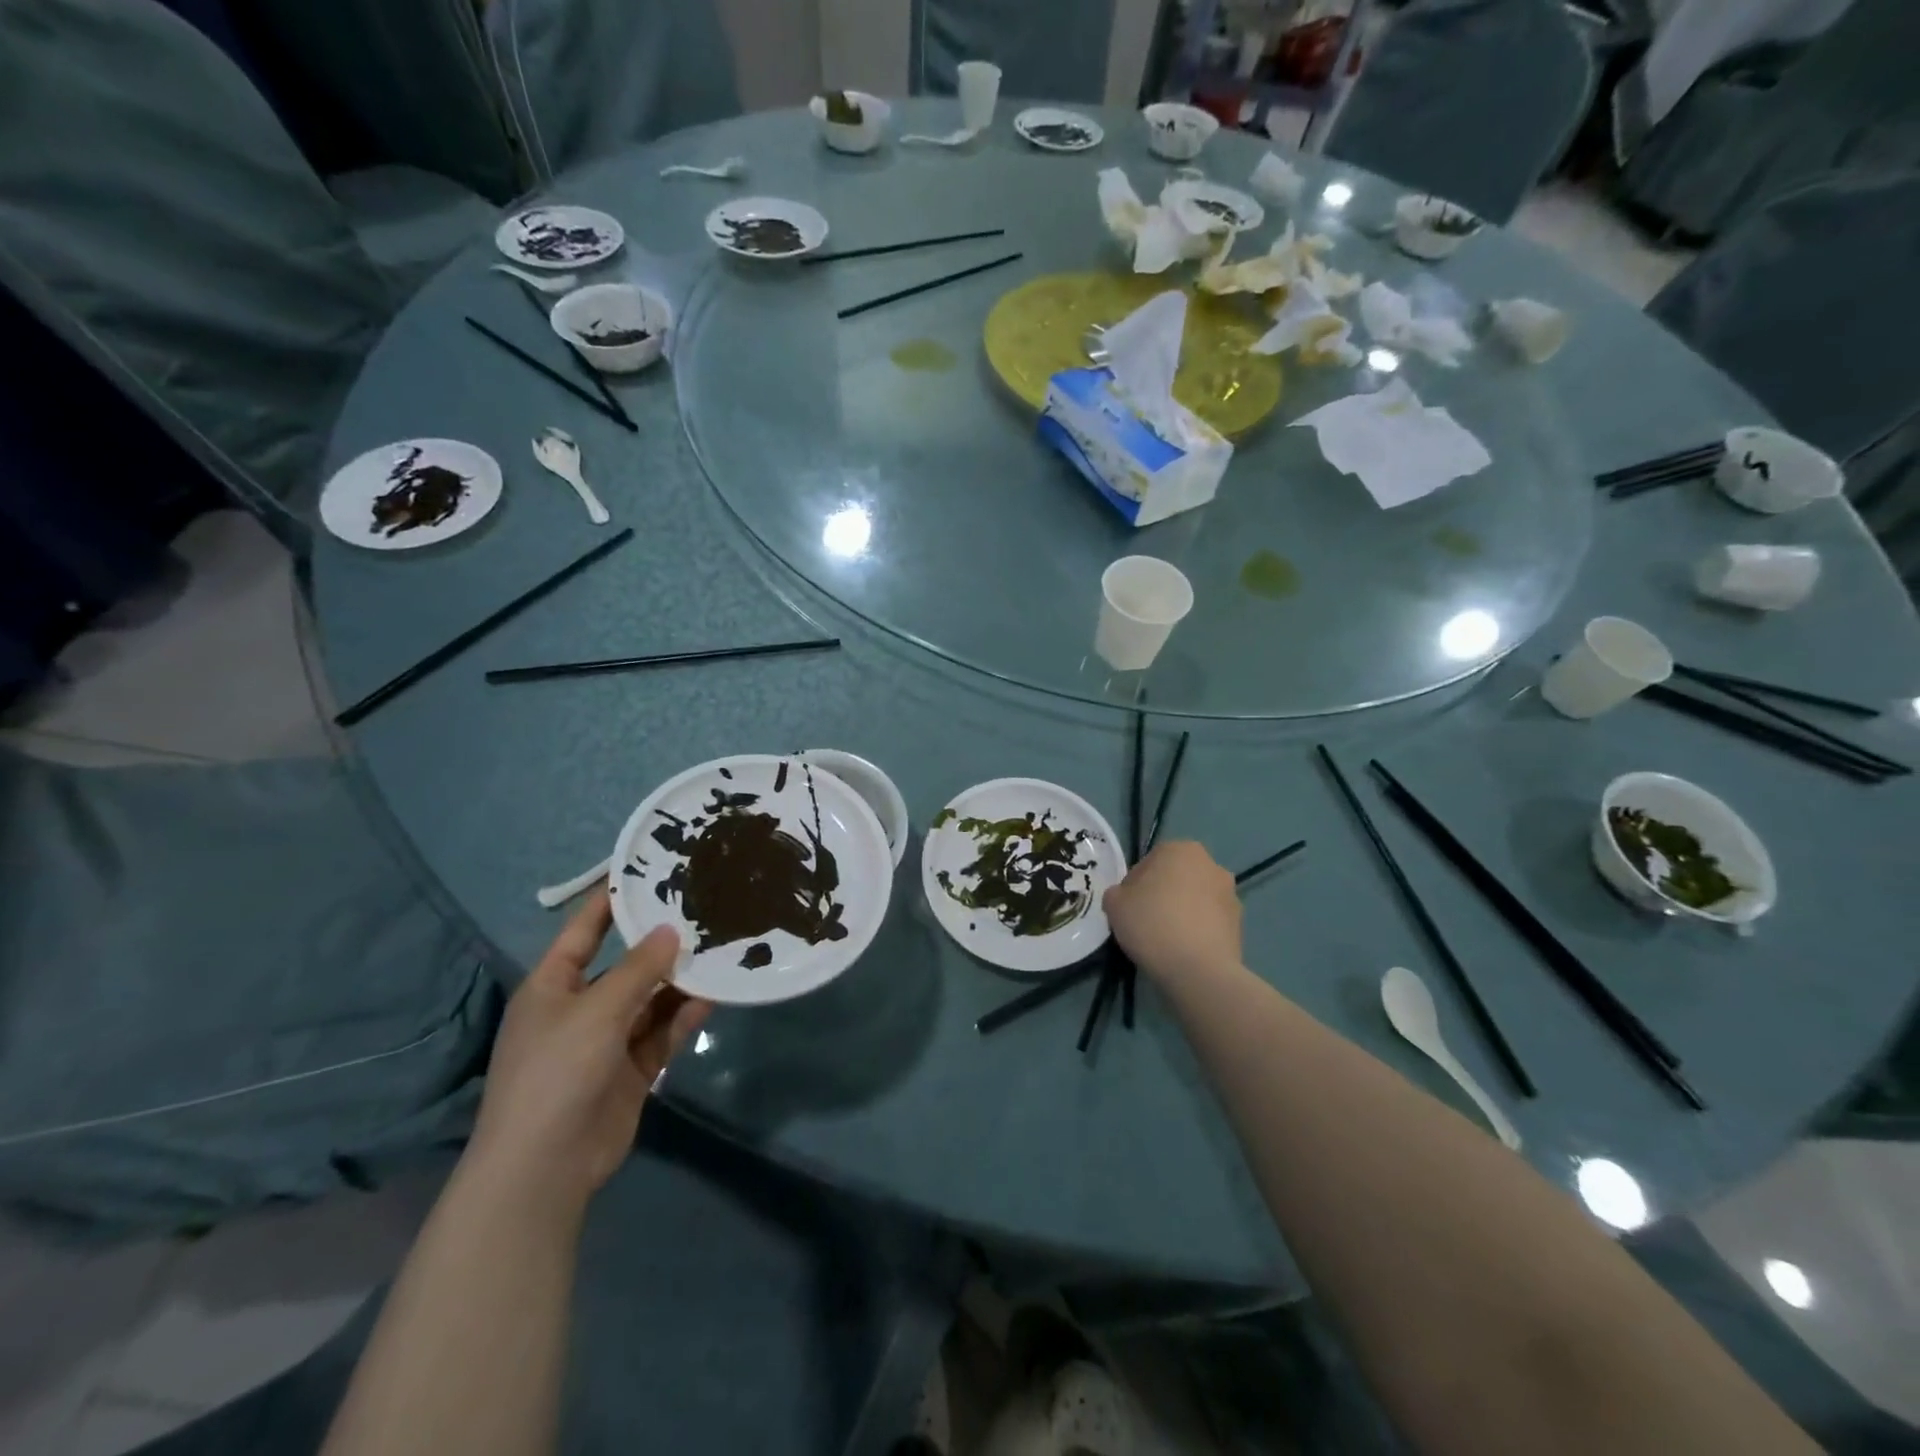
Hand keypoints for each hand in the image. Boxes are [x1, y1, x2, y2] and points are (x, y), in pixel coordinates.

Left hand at [469, 888, 709, 1211]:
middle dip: (660, 942)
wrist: (545, 1167)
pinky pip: (662, 1032)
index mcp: (553, 986)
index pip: (585, 930)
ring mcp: (607, 1041)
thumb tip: (670, 931)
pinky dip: (685, 1015)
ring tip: (719, 947)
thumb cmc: (556, 1072)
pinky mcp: (631, 1069)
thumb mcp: (597, 1011)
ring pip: (651, 998)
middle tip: (703, 909)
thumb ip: (639, 969)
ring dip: (679, 980)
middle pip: (626, 964)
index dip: (611, 900)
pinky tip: (716, 994)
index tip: (647, 871)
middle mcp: (580, 1007)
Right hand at [1103, 841, 1242, 985]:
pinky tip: (1184, 950)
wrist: (1199, 969)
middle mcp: (1211, 864)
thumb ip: (1117, 893)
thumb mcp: (1114, 904)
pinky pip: (1209, 921)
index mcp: (1180, 849)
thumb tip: (1127, 898)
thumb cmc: (1152, 924)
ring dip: (1182, 912)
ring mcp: (1230, 894)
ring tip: (1166, 940)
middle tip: (1145, 922)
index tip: (1128, 908)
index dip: (1134, 886)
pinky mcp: (1240, 923)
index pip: (1148, 862)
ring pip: (1195, 899)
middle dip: (1162, 895)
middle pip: (1176, 878)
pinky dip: (1198, 930)